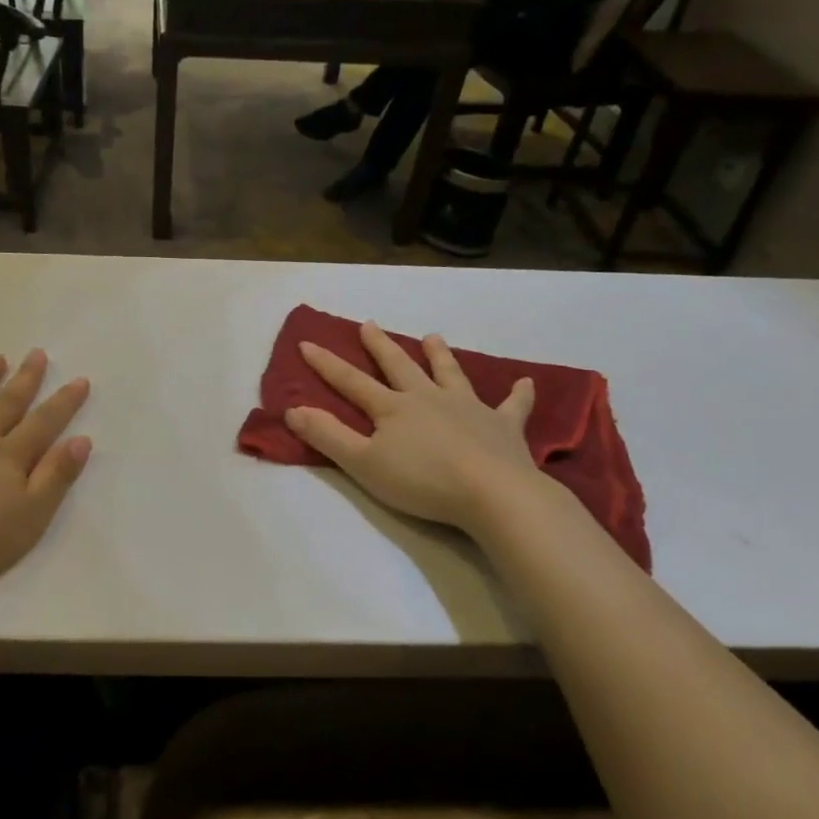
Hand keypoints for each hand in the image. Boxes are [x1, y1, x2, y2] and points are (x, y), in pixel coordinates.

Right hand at [287, 323, 544, 529]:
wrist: (492, 493)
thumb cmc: (422, 481)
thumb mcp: (363, 463)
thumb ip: (328, 435)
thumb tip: (293, 409)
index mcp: (393, 408)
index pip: (351, 382)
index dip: (327, 364)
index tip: (307, 343)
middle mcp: (428, 398)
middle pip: (400, 366)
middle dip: (380, 346)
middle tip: (369, 324)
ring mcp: (469, 408)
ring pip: (450, 374)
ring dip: (440, 355)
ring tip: (433, 336)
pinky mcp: (503, 426)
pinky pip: (512, 406)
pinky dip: (518, 395)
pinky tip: (525, 383)